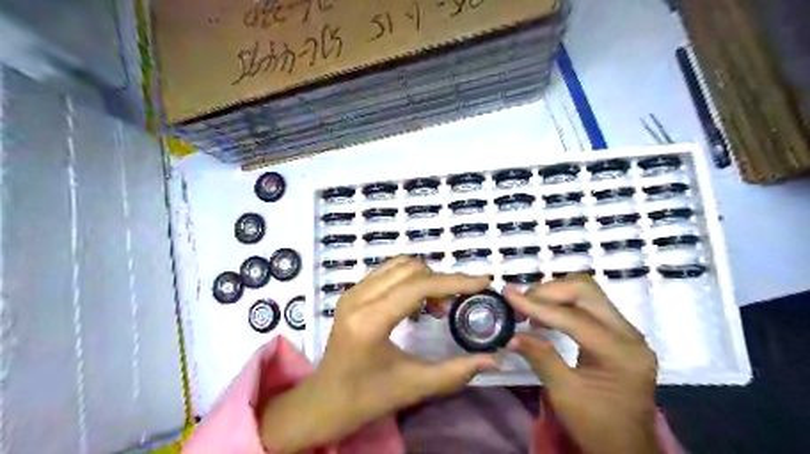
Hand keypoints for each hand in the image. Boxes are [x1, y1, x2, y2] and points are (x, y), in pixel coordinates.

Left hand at [262, 257, 496, 451]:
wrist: (325, 401)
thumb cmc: (367, 397)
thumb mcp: (415, 386)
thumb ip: (456, 372)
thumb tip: (494, 359)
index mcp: (369, 321)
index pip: (418, 286)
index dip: (454, 281)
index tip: (483, 281)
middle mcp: (358, 298)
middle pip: (410, 269)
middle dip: (440, 281)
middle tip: (452, 307)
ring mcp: (352, 292)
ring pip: (399, 265)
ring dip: (425, 278)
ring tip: (435, 307)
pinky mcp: (351, 293)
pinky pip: (387, 272)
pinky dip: (409, 280)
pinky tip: (416, 304)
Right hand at [505, 273, 664, 452]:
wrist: (626, 447)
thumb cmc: (597, 426)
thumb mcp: (564, 394)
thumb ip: (540, 357)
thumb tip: (512, 333)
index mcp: (620, 353)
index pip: (573, 317)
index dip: (537, 305)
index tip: (507, 294)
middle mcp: (629, 334)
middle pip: (585, 291)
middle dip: (549, 291)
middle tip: (521, 303)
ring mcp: (627, 331)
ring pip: (587, 292)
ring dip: (555, 294)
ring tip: (529, 308)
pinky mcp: (619, 333)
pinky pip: (588, 305)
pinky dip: (563, 304)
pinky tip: (545, 316)